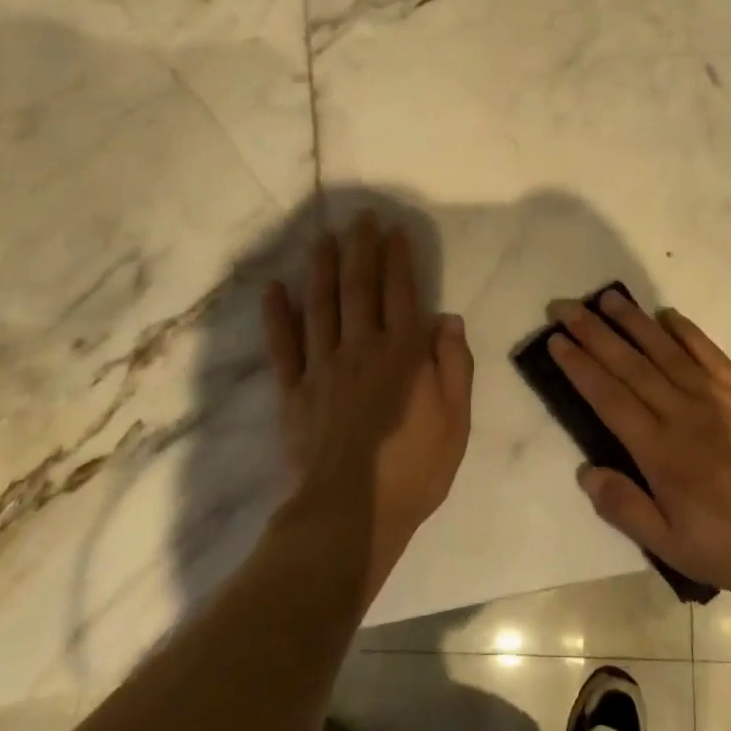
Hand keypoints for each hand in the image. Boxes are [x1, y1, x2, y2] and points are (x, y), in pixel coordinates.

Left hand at [263, 213, 472, 602]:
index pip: (401, 292)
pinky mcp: (293, 391)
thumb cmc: (412, 469)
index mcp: (402, 354)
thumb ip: (454, 365)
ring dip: (322, 267)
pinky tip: (275, 288)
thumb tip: (447, 318)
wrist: (351, 514)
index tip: (395, 230)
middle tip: (360, 217)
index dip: (398, 258)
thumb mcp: (456, 421)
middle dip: (361, 249)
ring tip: (322, 237)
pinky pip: (282, 346)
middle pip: (359, 287)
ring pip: (320, 305)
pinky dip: (277, 315)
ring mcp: (322, 367)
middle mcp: (361, 348)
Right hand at [546, 290, 730, 592]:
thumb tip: (586, 469)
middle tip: (566, 306)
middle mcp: (679, 412)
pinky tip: (667, 315)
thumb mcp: (672, 545)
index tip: (556, 340)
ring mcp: (713, 395)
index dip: (579, 366)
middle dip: (593, 333)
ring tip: (607, 298)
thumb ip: (625, 507)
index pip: (608, 396)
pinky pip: (708, 352)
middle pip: (628, 364)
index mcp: (657, 449)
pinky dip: (686, 331)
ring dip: (632, 322)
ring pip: (663, 350)